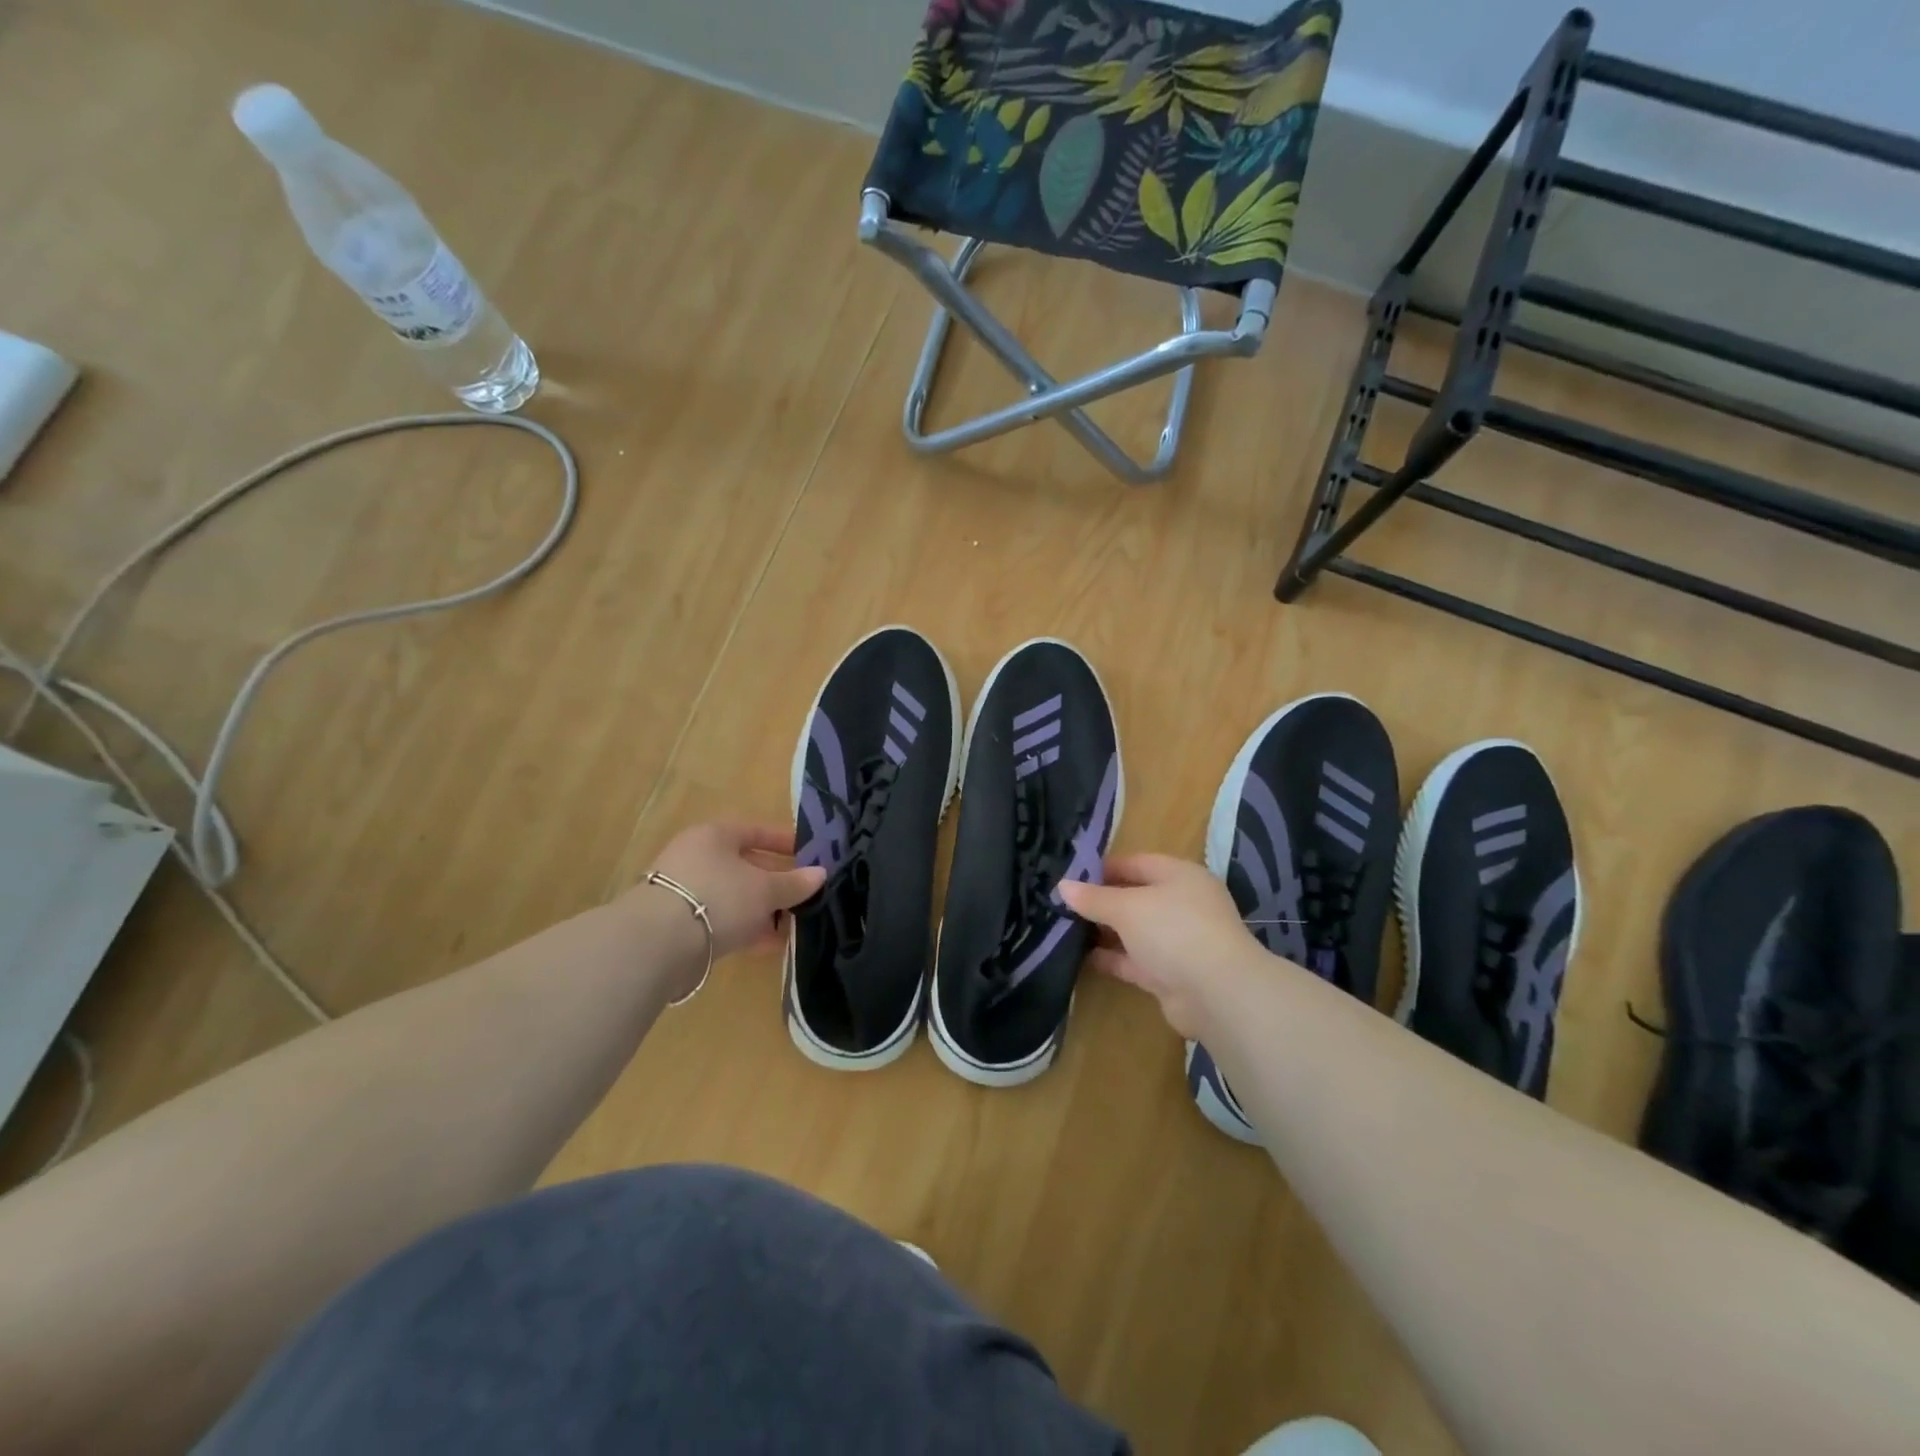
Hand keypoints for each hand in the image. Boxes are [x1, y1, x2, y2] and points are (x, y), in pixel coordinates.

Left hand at [635, 821, 824, 961]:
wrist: (658, 944)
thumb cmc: (719, 898)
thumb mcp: (766, 890)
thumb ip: (795, 883)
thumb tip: (820, 874)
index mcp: (715, 835)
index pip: (755, 831)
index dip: (784, 843)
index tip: (808, 856)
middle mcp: (695, 856)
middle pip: (744, 865)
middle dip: (774, 883)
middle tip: (802, 896)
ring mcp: (683, 890)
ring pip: (733, 896)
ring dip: (761, 910)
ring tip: (790, 926)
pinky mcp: (676, 923)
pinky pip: (720, 919)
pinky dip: (743, 928)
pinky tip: (767, 944)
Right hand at [1058, 854, 1268, 1040]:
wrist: (1217, 994)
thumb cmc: (1174, 931)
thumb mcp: (1127, 908)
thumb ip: (1094, 898)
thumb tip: (1062, 886)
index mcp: (1179, 876)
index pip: (1136, 863)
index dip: (1103, 868)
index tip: (1069, 876)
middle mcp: (1181, 904)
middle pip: (1134, 897)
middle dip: (1101, 901)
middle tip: (1061, 903)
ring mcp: (1177, 941)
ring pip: (1134, 931)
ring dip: (1104, 931)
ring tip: (1064, 929)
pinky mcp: (1170, 974)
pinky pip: (1134, 960)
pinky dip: (1111, 958)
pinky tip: (1080, 956)